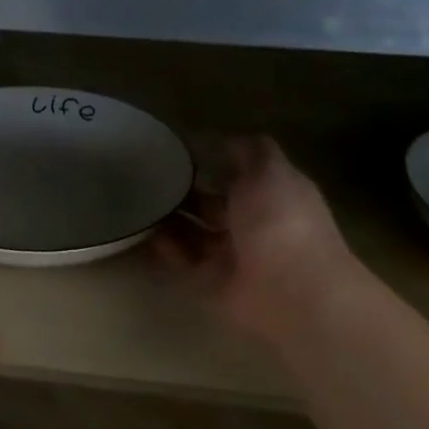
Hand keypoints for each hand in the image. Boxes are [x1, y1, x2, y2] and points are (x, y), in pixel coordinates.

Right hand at [156, 137, 356, 344]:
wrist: (289, 289)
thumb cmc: (281, 221)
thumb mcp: (269, 171)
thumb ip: (249, 152)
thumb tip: (228, 139)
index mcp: (273, 195)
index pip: (242, 174)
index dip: (216, 161)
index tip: (179, 148)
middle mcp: (253, 225)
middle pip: (214, 205)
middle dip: (186, 191)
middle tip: (149, 175)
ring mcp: (232, 257)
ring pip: (195, 234)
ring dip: (171, 220)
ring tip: (138, 201)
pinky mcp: (211, 283)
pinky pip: (183, 262)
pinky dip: (165, 249)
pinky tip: (143, 232)